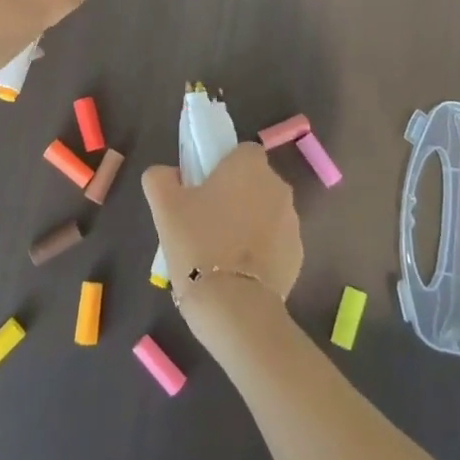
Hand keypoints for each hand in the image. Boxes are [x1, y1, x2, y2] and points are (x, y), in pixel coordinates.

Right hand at [142, 142, 303, 310]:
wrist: (234, 307)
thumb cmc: (197, 244)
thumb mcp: (163, 206)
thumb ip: (161, 178)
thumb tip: (169, 174)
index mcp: (250, 166)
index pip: (241, 152)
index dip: (222, 166)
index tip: (203, 188)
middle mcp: (278, 187)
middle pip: (254, 181)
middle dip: (235, 195)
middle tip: (205, 220)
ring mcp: (293, 223)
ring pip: (265, 212)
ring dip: (248, 222)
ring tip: (220, 251)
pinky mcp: (298, 256)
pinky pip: (274, 242)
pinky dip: (259, 250)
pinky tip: (237, 272)